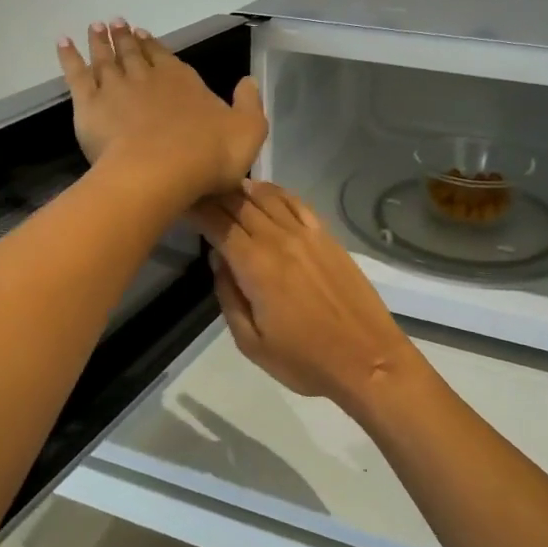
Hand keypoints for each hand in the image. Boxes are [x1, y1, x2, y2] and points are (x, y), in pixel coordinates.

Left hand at [58, 20, 266, 204]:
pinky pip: (76, 75)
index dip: (154, 46)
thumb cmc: (209, 155)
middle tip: (114, 23)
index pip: (166, 58)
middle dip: (124, 38)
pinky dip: (69, 57)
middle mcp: (148, 78)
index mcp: (184, 82)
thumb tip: (248, 81)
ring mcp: (117, 89)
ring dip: (100, 42)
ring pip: (105, 59)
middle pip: (133, 54)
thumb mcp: (249, 131)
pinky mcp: (90, 106)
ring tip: (95, 27)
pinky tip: (63, 43)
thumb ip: (249, 104)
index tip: (143, 33)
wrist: (161, 173)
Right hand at [190, 182, 418, 409]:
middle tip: (194, 191)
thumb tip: (219, 261)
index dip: (196, 209)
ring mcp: (307, 234)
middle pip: (240, 204)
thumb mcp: (251, 343)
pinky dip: (276, 193)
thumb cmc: (305, 360)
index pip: (218, 223)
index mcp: (256, 266)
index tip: (178, 203)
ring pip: (267, 198)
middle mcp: (280, 239)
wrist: (368, 359)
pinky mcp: (327, 237)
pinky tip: (264, 192)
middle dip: (213, 194)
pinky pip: (296, 203)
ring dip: (242, 189)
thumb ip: (229, 297)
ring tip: (223, 187)